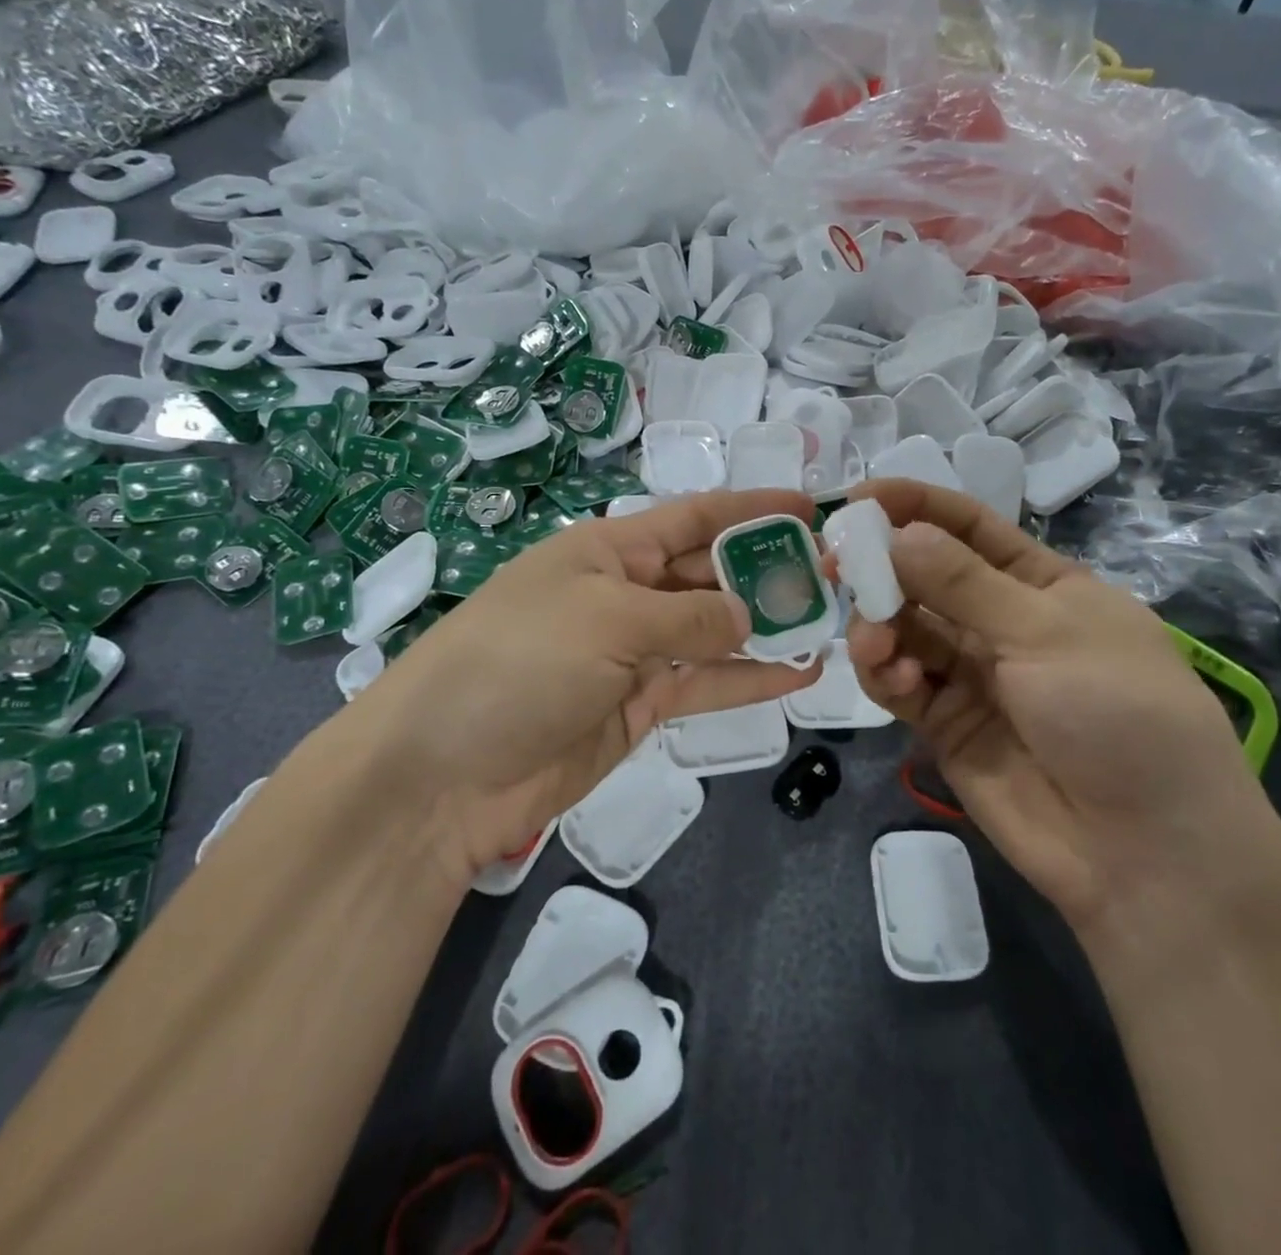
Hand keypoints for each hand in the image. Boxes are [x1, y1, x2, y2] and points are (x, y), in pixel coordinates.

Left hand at [358, 490, 820, 881]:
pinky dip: (749, 678)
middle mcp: (626, 593)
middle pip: (710, 573)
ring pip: (715, 630)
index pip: (693, 518)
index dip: (751, 509)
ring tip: (830, 621)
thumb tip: (745, 613)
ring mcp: (634, 652)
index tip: (809, 506)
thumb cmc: (519, 663)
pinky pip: (705, 682)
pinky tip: (799, 673)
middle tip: (835, 575)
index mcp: (610, 550)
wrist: (444, 774)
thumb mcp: (607, 620)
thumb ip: (687, 614)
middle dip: (767, 570)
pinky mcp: (640, 705)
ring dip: (767, 625)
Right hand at [845, 481, 1279, 934]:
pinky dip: (888, 674)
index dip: (915, 506)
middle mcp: (1000, 622)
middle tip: (836, 564)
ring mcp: (970, 674)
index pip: (969, 527)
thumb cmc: (1117, 713)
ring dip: (880, 625)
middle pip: (924, 576)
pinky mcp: (944, 723)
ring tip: (876, 641)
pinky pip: (901, 683)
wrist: (1144, 851)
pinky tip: (901, 682)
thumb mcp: (1046, 633)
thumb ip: (963, 584)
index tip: (857, 497)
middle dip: (881, 567)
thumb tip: (898, 533)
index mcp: (1041, 583)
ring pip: (904, 629)